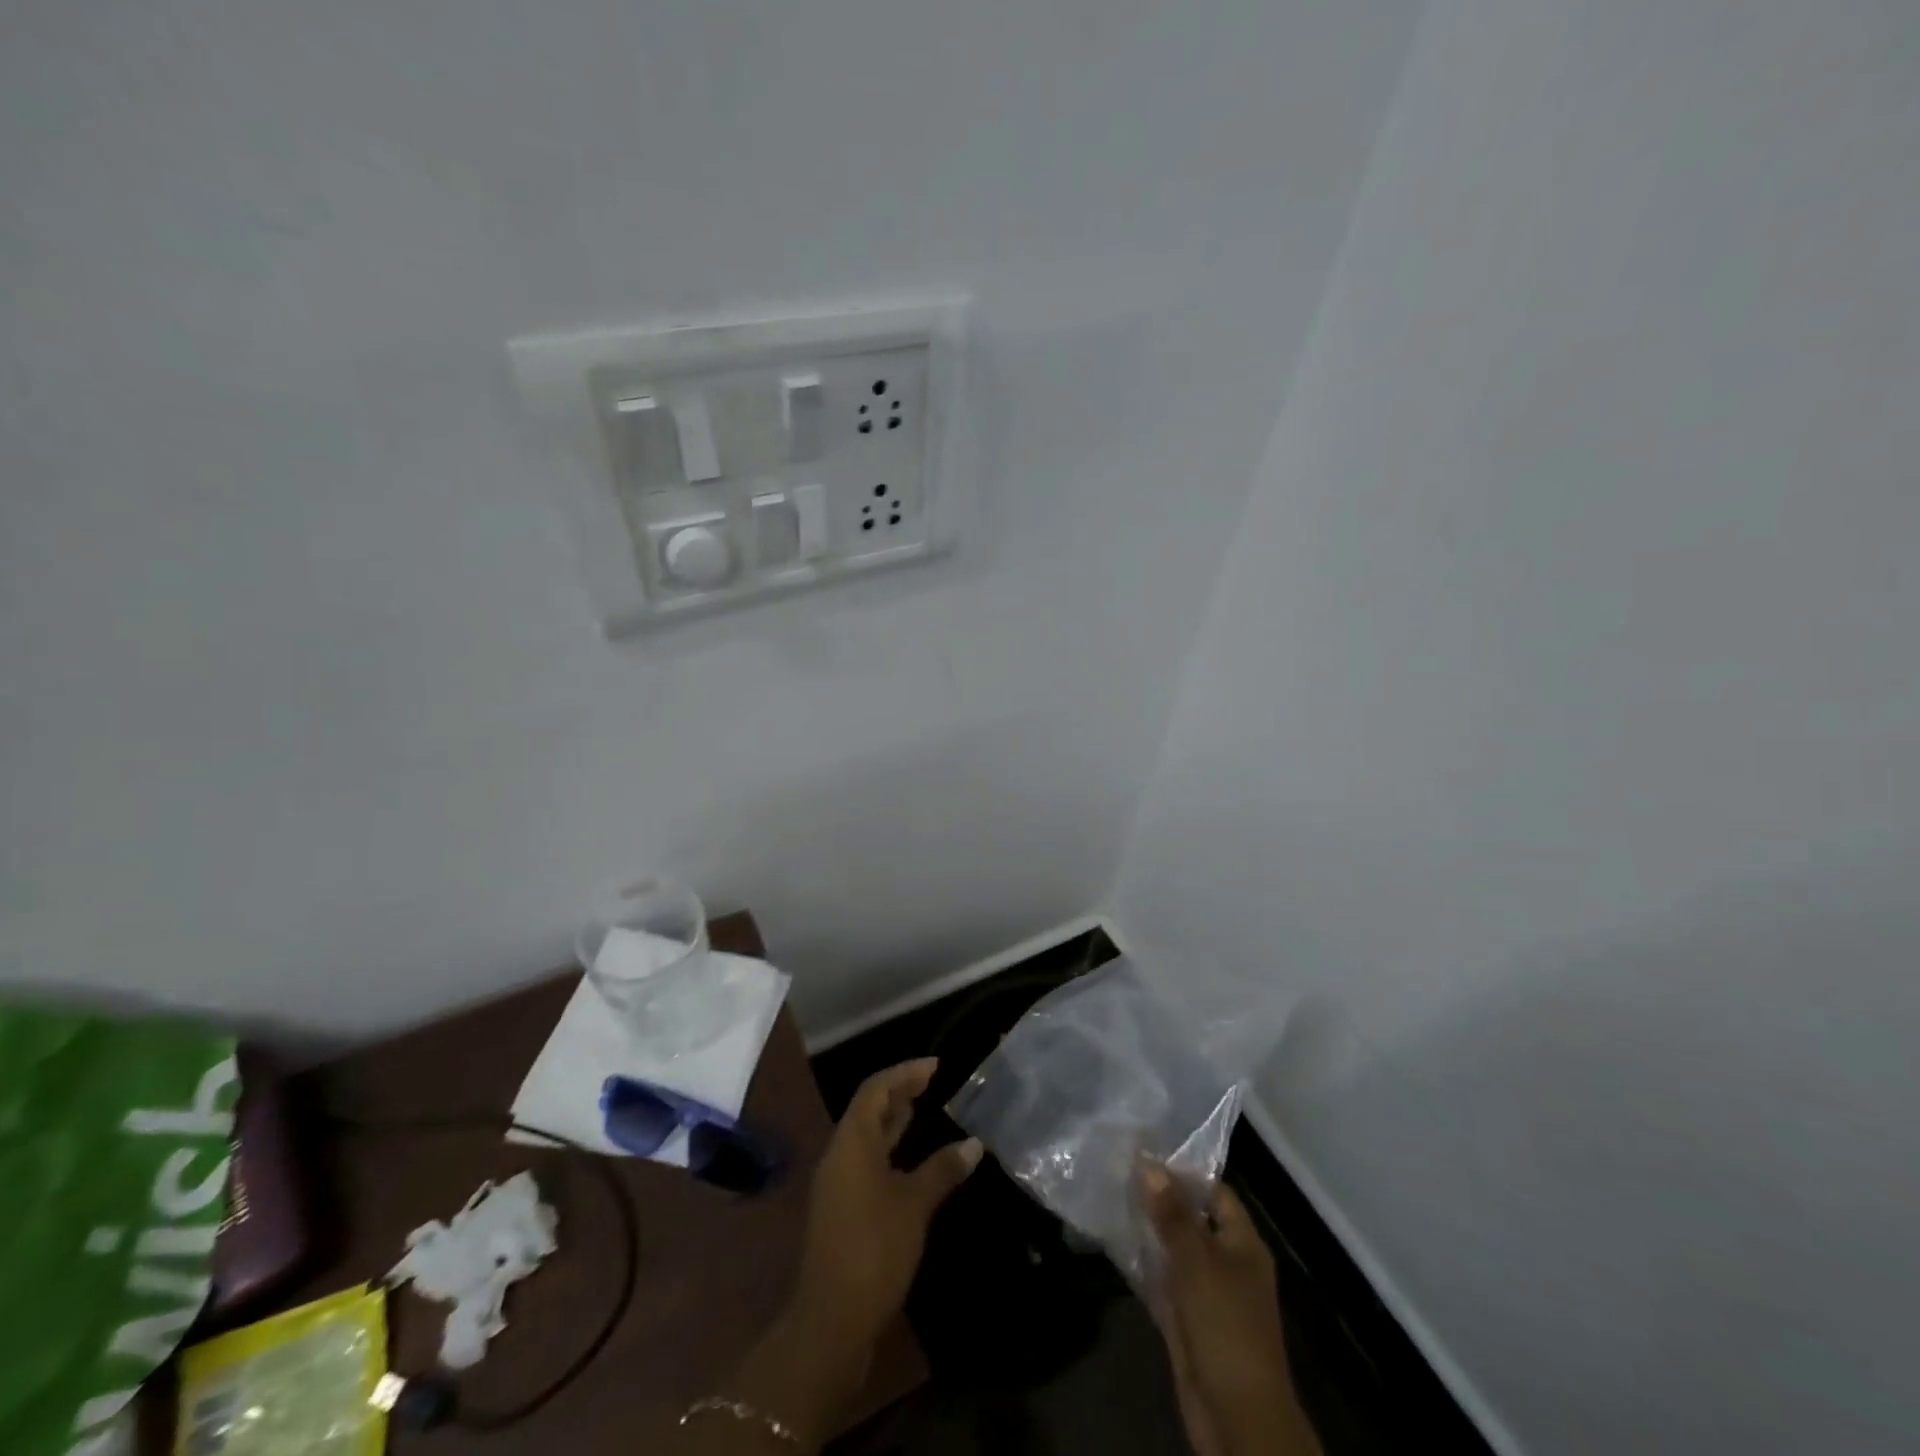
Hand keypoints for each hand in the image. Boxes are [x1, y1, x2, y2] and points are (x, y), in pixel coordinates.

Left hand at [792, 1058, 982, 1351]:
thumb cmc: (874, 1250)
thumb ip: (942, 1170)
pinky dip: (889, 1147)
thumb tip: (974, 1144)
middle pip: (868, 1108)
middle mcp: (839, 1154)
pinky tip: (911, 1158)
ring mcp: (837, 1183)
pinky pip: (866, 1159)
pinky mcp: (842, 1208)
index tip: (936, 1066)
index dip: (905, 1072)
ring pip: (866, 1135)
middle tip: (932, 1082)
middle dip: (899, 1091)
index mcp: (851, 1142)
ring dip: (893, 1119)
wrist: (831, 1321)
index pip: (875, 1089)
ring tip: (923, 1107)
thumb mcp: (914, 1206)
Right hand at [1142, 1163, 1319, 1455]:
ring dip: (1148, 1230)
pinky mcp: (1186, 1319)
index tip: (1145, 1151)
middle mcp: (1227, 1262)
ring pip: (1174, 1250)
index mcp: (1243, 1243)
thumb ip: (1172, 1212)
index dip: (1184, 1171)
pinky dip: (1143, 1264)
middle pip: (1192, 1219)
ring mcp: (1206, 1293)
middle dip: (1160, 1199)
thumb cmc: (1224, 1324)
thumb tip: (1148, 1162)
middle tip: (1119, 1168)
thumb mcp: (1196, 1259)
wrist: (1234, 1414)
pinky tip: (1115, 1243)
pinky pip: (1163, 1281)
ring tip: (1110, 1196)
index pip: (1215, 1192)